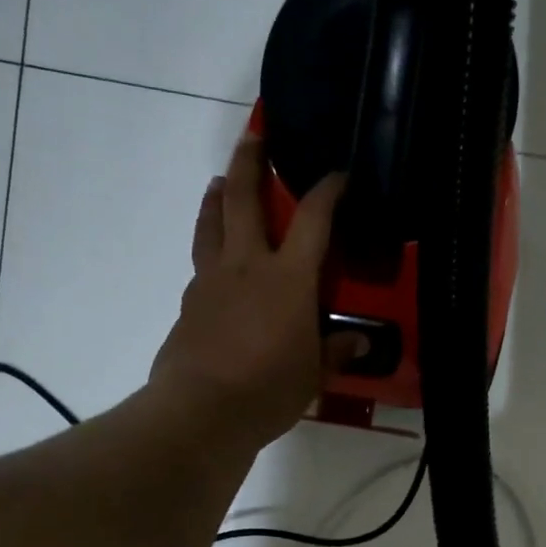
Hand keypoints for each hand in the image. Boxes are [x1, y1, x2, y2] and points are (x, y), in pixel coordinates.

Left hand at [150, 135, 362, 448]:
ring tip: (218, 182)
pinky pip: (201, 263)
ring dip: (217, 196)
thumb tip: (356, 343)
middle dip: (250, 160)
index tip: (339, 175)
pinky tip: (216, 263)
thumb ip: (335, 352)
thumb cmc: (268, 391)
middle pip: (242, 198)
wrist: (201, 411)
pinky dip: (209, 249)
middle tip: (254, 134)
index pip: (314, 219)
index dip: (329, 191)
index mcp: (288, 278)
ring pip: (211, 223)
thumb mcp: (314, 376)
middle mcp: (247, 265)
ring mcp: (211, 281)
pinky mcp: (188, 303)